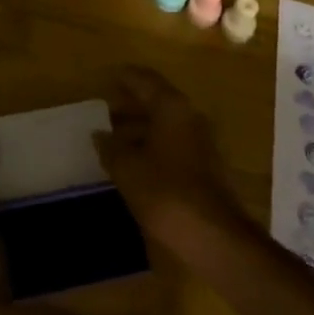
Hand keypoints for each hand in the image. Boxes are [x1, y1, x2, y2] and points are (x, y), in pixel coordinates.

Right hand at [94, 68, 247, 258]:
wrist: (214, 238)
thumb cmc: (167, 193)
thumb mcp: (128, 169)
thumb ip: (111, 147)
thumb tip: (99, 134)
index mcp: (172, 108)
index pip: (146, 80)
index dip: (126, 77)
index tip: (107, 77)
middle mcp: (190, 118)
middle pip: (157, 102)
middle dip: (131, 104)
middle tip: (104, 109)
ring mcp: (201, 143)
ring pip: (165, 125)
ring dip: (141, 128)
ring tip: (113, 138)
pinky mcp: (205, 168)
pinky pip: (173, 145)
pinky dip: (152, 146)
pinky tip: (134, 162)